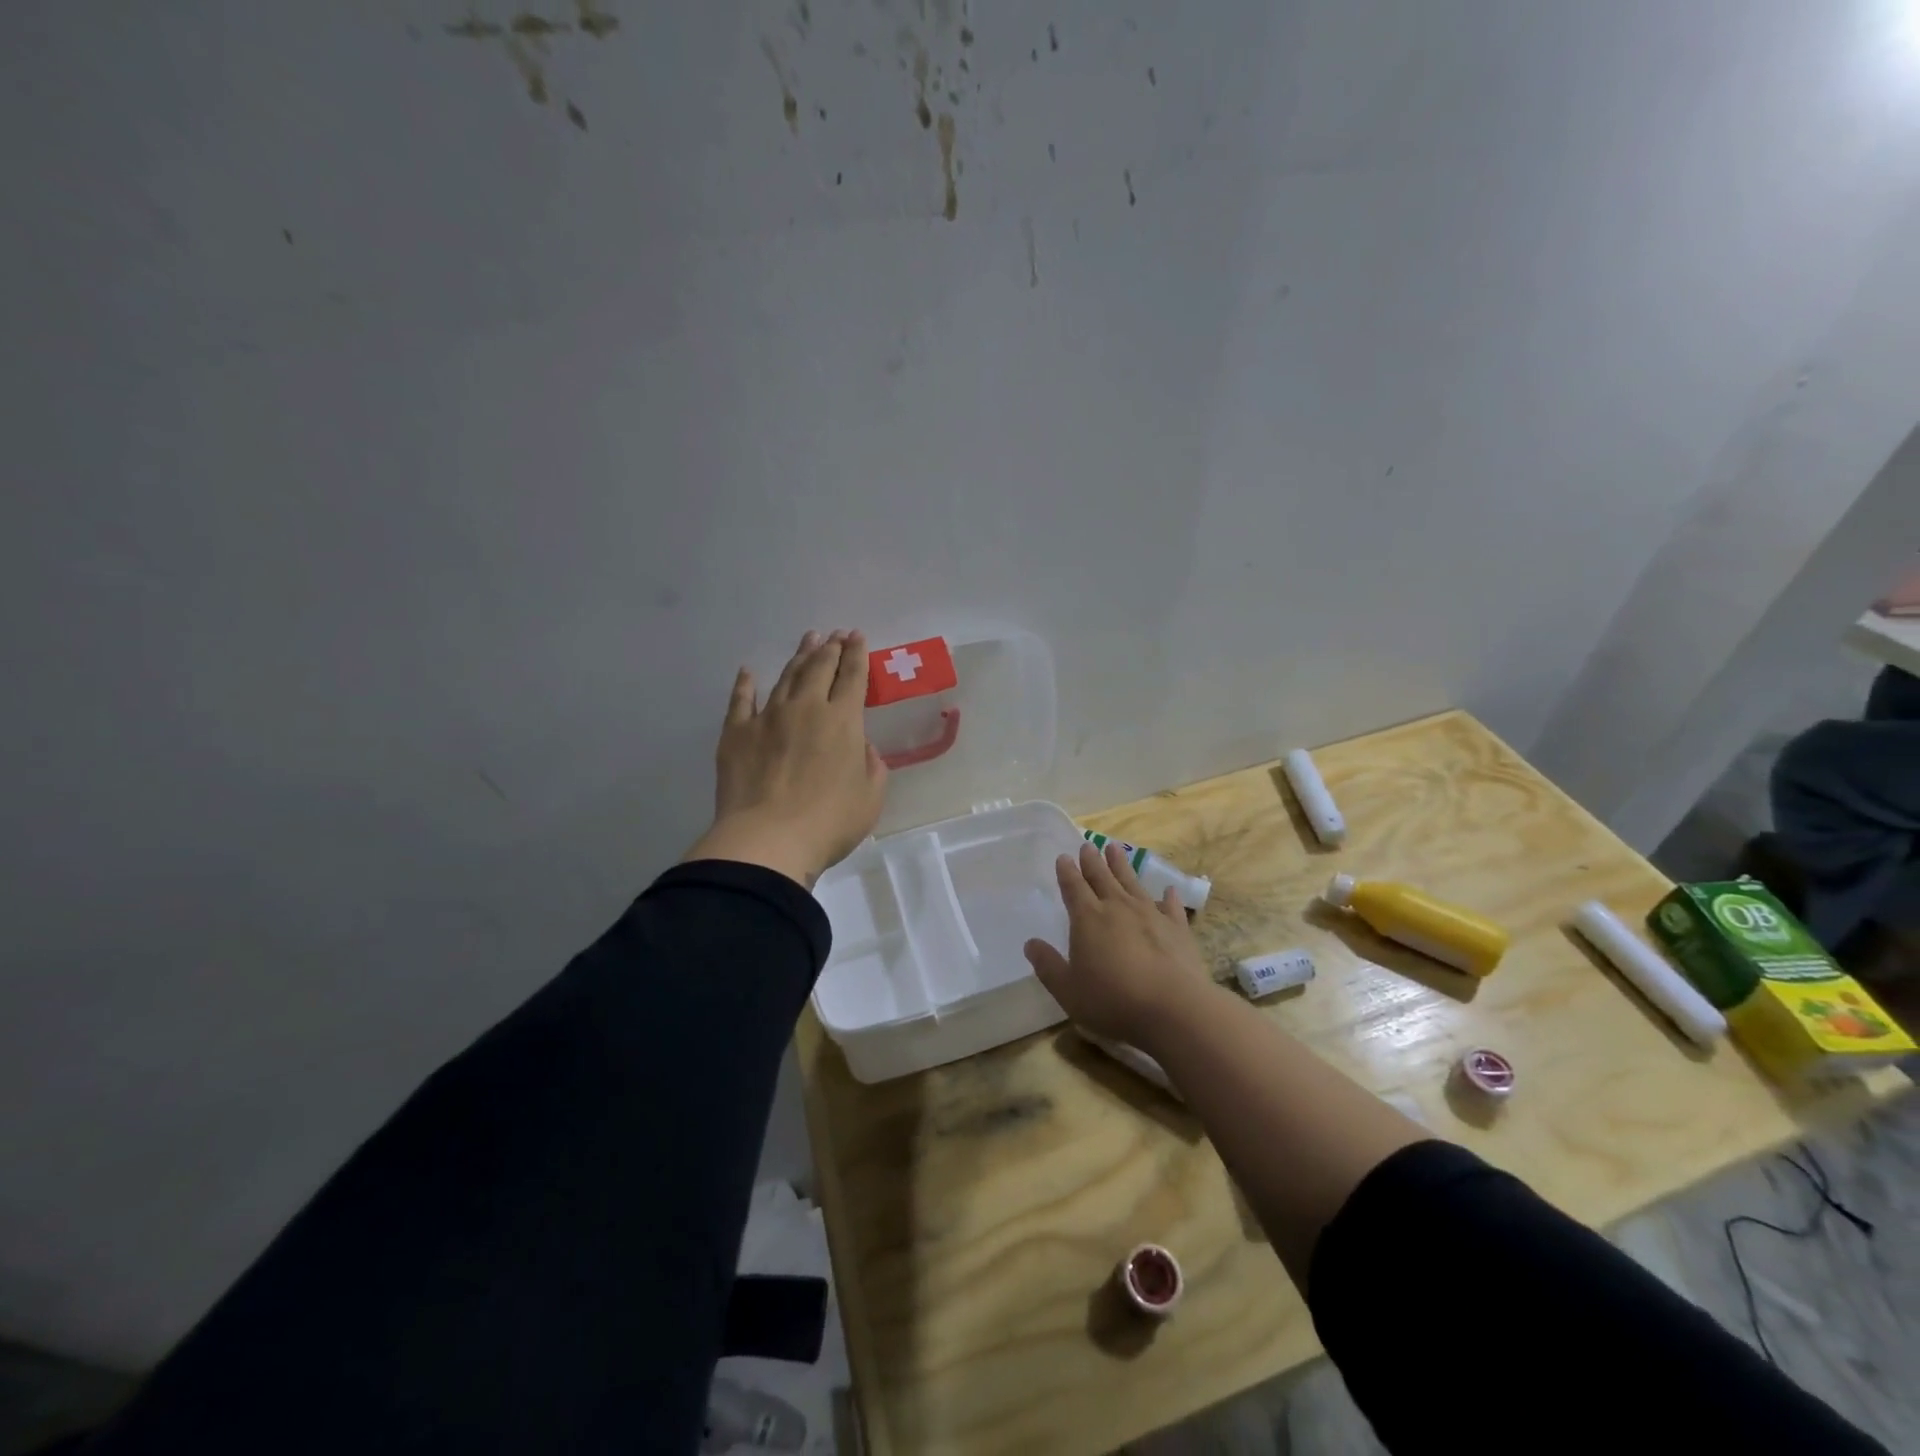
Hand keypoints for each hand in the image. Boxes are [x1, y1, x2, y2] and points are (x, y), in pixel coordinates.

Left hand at [683, 630, 887, 887]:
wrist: (768, 840)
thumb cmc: (829, 823)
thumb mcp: (870, 798)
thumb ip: (872, 766)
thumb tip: (862, 747)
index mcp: (844, 722)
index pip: (853, 677)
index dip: (857, 654)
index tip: (857, 637)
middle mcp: (807, 708)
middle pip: (820, 668)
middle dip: (830, 648)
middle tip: (835, 634)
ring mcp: (768, 717)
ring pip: (786, 677)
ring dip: (799, 657)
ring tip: (808, 641)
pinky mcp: (736, 733)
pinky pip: (741, 700)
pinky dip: (746, 684)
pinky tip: (748, 672)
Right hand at [1023, 841, 1211, 1045]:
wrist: (1173, 1008)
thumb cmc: (1112, 1000)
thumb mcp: (1068, 990)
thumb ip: (1048, 966)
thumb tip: (1030, 944)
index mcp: (1088, 918)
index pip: (1074, 888)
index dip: (1067, 872)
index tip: (1064, 857)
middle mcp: (1118, 908)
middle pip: (1102, 878)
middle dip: (1093, 861)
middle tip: (1088, 845)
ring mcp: (1151, 915)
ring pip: (1133, 883)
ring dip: (1122, 866)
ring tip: (1115, 849)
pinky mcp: (1177, 929)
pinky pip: (1171, 907)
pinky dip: (1169, 897)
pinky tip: (1169, 890)